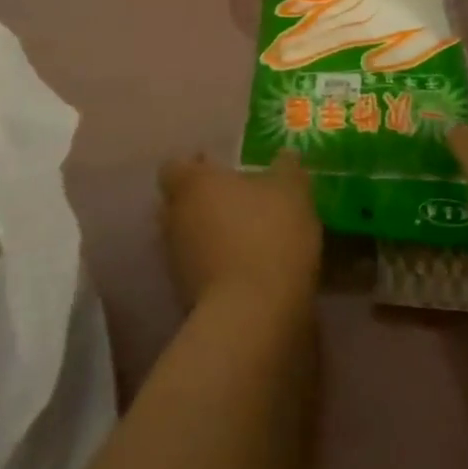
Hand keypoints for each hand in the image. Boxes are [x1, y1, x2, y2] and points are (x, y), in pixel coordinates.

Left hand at [158, 152, 321, 312]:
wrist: (253, 313)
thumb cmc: (269, 234)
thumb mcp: (292, 190)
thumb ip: (287, 168)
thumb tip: (286, 155)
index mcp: (193, 184)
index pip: (175, 166)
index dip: (195, 165)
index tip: (219, 167)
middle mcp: (175, 218)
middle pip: (177, 203)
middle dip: (201, 200)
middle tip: (235, 200)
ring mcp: (176, 260)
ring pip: (186, 237)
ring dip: (208, 235)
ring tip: (244, 236)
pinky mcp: (184, 296)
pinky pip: (198, 269)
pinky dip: (215, 266)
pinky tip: (246, 268)